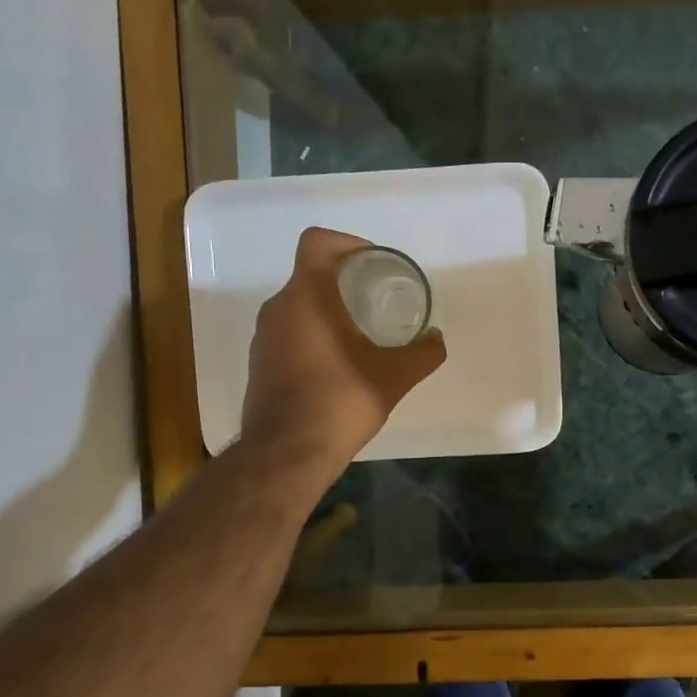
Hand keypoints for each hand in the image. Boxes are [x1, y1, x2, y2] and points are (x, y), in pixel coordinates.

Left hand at [240, 228, 446, 480]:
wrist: (286, 454)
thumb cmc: (340, 402)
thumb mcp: (394, 377)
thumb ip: (423, 353)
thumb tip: (436, 338)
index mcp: (306, 297)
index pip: (317, 242)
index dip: (348, 242)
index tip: (374, 263)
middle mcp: (278, 309)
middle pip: (311, 274)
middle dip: (347, 281)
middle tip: (379, 299)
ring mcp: (263, 338)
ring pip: (299, 306)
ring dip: (329, 310)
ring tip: (363, 333)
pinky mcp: (259, 364)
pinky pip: (289, 333)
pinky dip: (314, 335)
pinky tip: (339, 364)